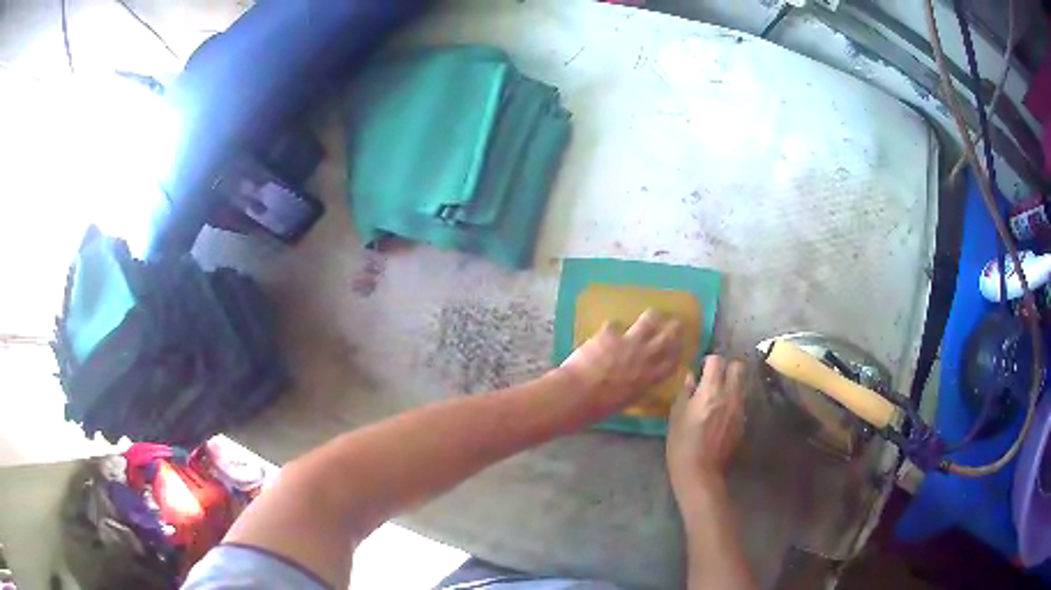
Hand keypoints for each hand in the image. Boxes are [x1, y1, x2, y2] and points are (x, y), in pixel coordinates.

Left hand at [558, 309, 682, 417]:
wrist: (579, 393)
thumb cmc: (600, 406)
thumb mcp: (626, 400)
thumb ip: (636, 387)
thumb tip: (637, 382)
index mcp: (649, 378)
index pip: (672, 362)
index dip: (678, 352)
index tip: (680, 346)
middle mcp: (645, 357)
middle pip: (668, 337)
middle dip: (674, 328)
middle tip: (676, 323)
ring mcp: (629, 342)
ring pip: (649, 321)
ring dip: (653, 316)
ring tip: (653, 313)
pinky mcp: (610, 333)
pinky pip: (614, 325)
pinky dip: (611, 329)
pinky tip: (606, 330)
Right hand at [667, 355, 745, 502]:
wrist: (700, 473)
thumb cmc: (682, 444)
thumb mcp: (676, 416)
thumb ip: (686, 392)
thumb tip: (691, 377)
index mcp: (711, 391)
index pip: (717, 360)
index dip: (708, 361)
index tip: (701, 369)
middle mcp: (730, 396)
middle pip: (738, 367)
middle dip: (727, 368)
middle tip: (714, 378)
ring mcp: (740, 409)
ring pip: (742, 384)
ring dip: (732, 384)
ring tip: (718, 395)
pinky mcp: (743, 422)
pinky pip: (741, 401)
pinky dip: (733, 400)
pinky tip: (721, 414)